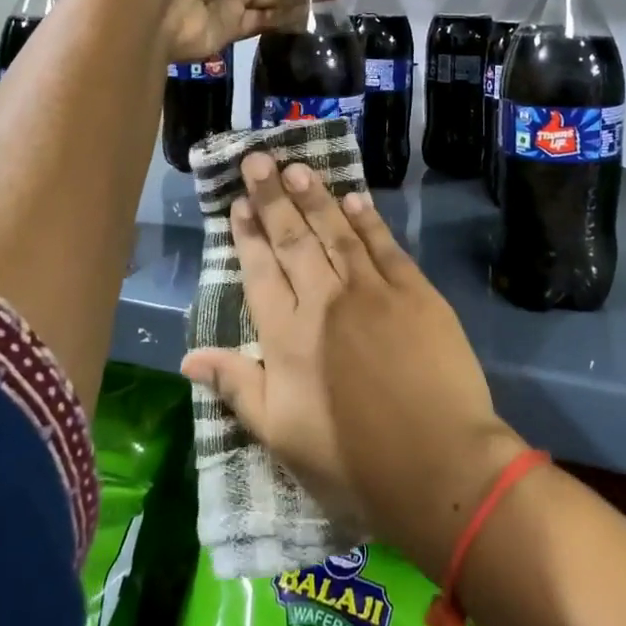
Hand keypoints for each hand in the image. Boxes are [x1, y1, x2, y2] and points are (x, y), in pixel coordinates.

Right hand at [180, 152, 525, 580]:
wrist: (438, 464)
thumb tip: (188, 357)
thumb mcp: (280, 436)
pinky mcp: (414, 292)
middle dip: (273, 198)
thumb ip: (236, 387)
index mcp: (287, 337)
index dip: (247, 235)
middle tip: (258, 161)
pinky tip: (353, 198)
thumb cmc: (353, 460)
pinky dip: (366, 220)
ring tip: (296, 167)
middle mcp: (323, 301)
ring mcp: (371, 291)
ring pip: (335, 232)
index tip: (237, 203)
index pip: (260, 272)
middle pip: (292, 240)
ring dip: (314, 198)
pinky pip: (384, 245)